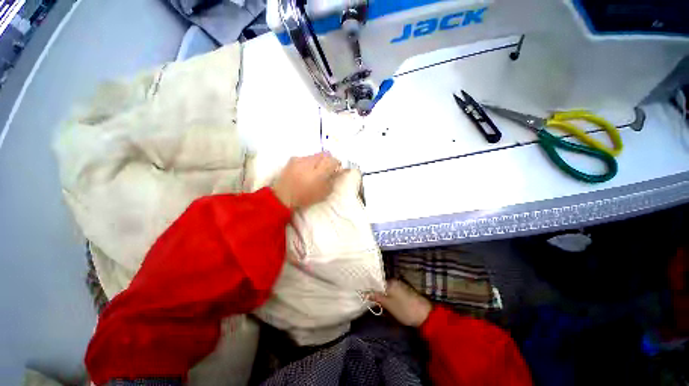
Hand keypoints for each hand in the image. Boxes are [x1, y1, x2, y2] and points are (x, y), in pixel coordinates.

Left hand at [272, 153, 340, 209]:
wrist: (283, 196)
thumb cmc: (306, 197)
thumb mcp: (324, 192)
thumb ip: (333, 179)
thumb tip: (338, 171)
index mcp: (319, 172)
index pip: (334, 160)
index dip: (337, 164)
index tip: (337, 170)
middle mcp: (310, 161)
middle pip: (326, 154)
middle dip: (329, 160)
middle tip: (328, 169)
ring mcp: (301, 158)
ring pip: (316, 155)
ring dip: (319, 160)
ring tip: (315, 170)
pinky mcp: (293, 158)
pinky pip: (306, 157)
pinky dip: (309, 162)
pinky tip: (305, 170)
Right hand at [371, 279, 432, 327]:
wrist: (425, 315)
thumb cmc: (404, 309)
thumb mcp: (388, 304)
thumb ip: (377, 297)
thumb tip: (365, 293)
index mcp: (390, 282)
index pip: (376, 282)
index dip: (370, 289)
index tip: (364, 295)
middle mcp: (395, 281)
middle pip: (381, 285)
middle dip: (376, 293)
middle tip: (370, 301)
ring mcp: (401, 286)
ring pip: (387, 289)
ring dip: (382, 296)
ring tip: (377, 304)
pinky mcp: (405, 292)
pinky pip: (393, 292)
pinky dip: (388, 297)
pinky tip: (386, 304)